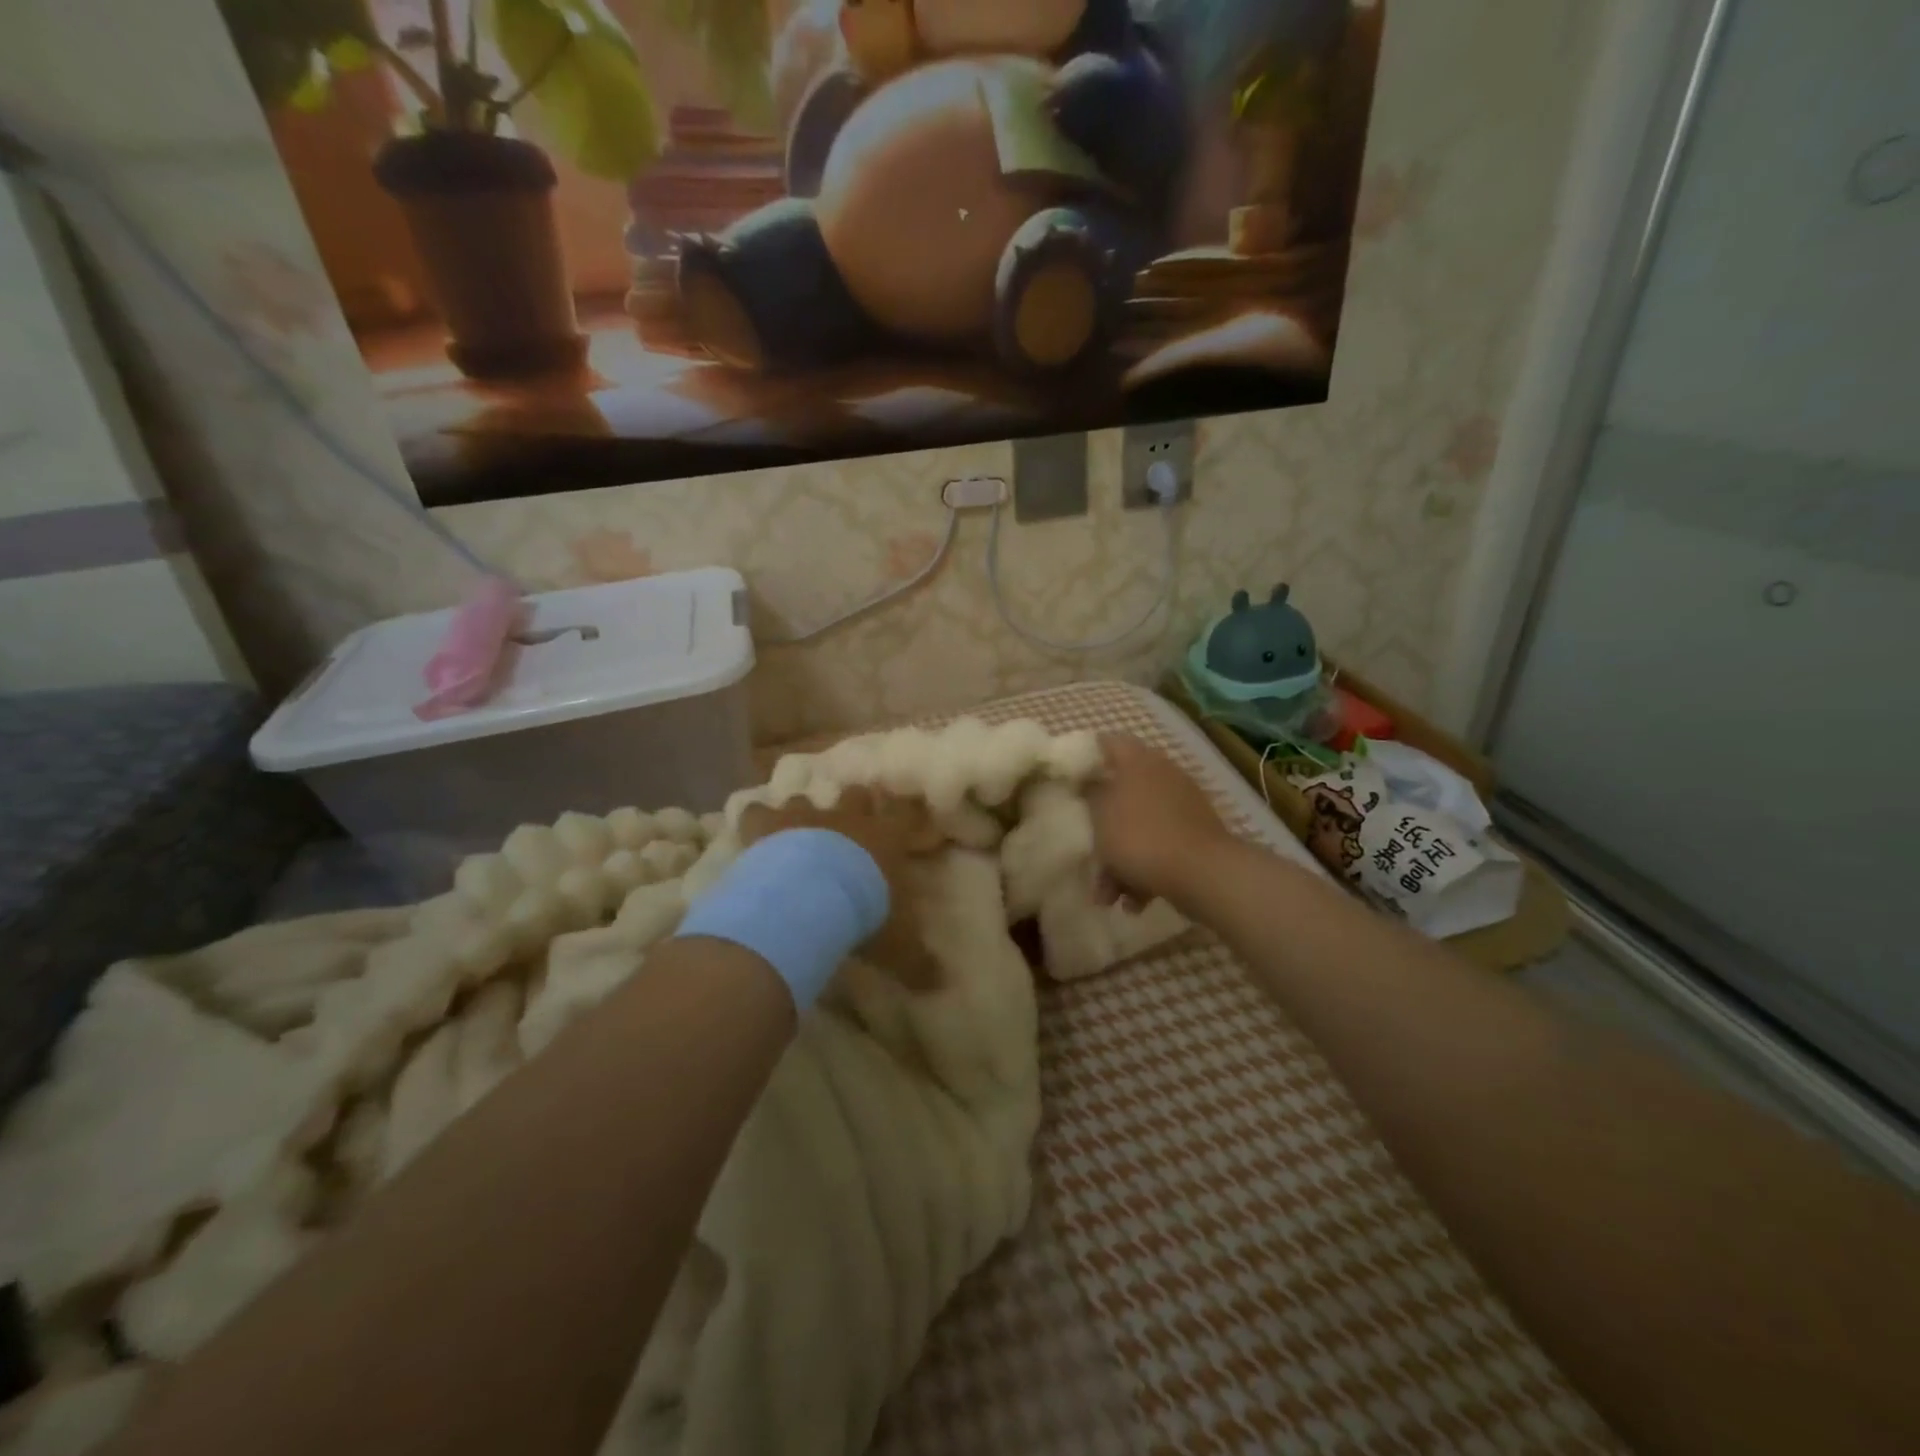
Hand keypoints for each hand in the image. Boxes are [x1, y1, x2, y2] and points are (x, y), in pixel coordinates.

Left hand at [737, 786, 941, 988]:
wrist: (809, 899)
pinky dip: (755, 821)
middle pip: (856, 795)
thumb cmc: (863, 914)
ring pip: (806, 799)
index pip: (905, 813)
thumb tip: (941, 984)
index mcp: (887, 838)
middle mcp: (848, 819)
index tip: (906, 810)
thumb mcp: (898, 945)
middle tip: (851, 818)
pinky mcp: (769, 826)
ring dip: (803, 812)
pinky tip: (753, 833)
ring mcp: (806, 818)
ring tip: (797, 829)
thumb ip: (918, 961)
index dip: (906, 810)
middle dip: (855, 803)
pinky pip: (757, 813)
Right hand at [1084, 734, 1232, 906]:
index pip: (1107, 742)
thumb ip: (1090, 794)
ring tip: (1105, 896)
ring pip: (1139, 826)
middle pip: (1122, 791)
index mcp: (1139, 761)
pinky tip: (1133, 903)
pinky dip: (1143, 872)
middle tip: (1083, 844)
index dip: (1085, 756)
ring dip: (1118, 859)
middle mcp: (1163, 776)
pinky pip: (1159, 849)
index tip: (1067, 778)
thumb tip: (1090, 784)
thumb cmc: (1140, 836)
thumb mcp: (1100, 815)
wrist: (1203, 874)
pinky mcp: (1195, 838)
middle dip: (1101, 824)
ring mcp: (1182, 807)